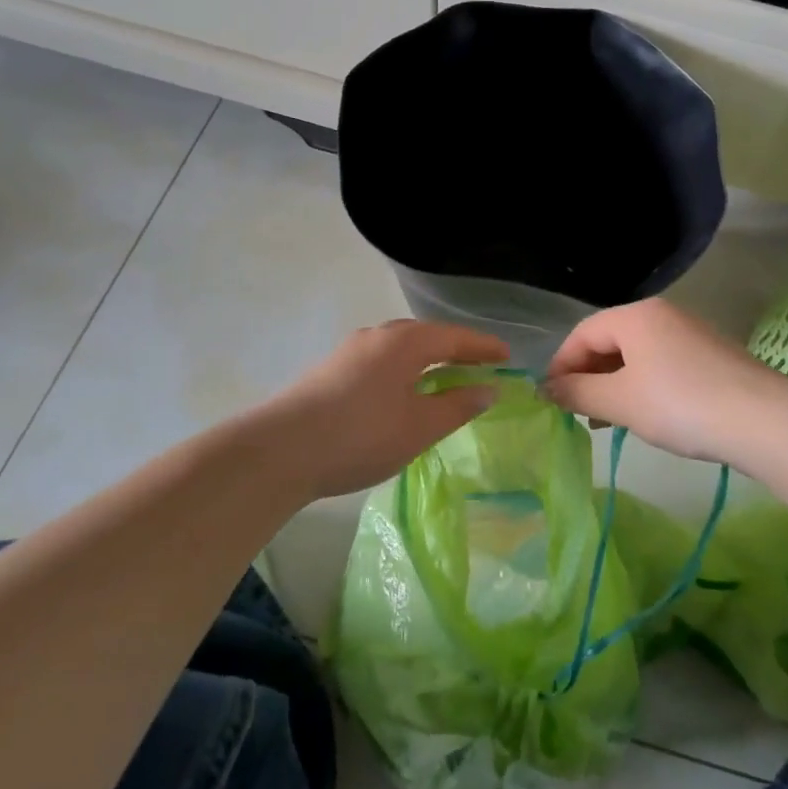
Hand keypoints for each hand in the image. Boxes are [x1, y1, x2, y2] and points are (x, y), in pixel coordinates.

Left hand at [261, 319, 508, 497]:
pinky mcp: (330, 372)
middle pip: (426, 337)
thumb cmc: (362, 436)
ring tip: (444, 380)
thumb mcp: (420, 426)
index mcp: (404, 342)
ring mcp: (349, 352)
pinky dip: (403, 373)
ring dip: (426, 362)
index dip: (484, 347)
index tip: (508, 357)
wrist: (280, 451)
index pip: (455, 337)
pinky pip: (380, 363)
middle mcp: (377, 337)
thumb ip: (458, 406)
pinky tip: (401, 395)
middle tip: (480, 367)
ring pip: (399, 350)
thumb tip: (487, 389)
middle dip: (455, 351)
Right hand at [544, 299, 785, 464]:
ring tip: (605, 421)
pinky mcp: (709, 357)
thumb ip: (577, 393)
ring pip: (635, 356)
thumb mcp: (620, 401)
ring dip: (612, 385)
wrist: (762, 420)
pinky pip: (661, 366)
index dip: (561, 365)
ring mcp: (689, 334)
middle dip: (587, 376)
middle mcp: (662, 315)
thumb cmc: (679, 404)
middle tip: (577, 413)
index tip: (550, 400)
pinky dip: (641, 387)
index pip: (582, 333)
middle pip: (609, 341)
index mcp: (636, 316)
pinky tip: (642, 416)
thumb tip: (545, 389)